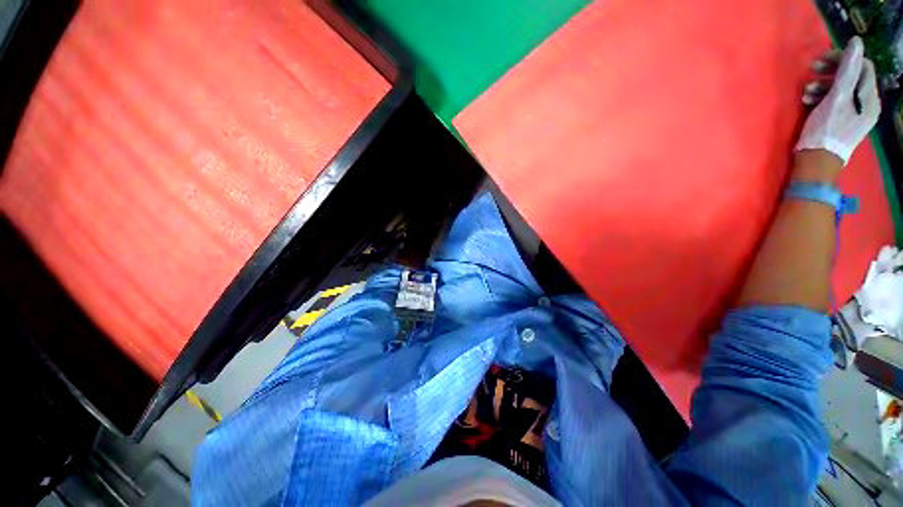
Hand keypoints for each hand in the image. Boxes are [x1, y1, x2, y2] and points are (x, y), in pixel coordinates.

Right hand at [795, 36, 880, 164]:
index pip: (862, 66)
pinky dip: (823, 96)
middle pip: (853, 76)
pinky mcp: (845, 120)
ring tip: (806, 91)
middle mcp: (867, 104)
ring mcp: (856, 114)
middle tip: (811, 70)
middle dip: (831, 71)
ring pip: (843, 89)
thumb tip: (857, 42)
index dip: (843, 58)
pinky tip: (809, 100)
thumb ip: (847, 69)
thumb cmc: (826, 130)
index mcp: (869, 98)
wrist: (817, 162)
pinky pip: (838, 101)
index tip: (822, 60)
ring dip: (823, 85)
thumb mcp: (836, 97)